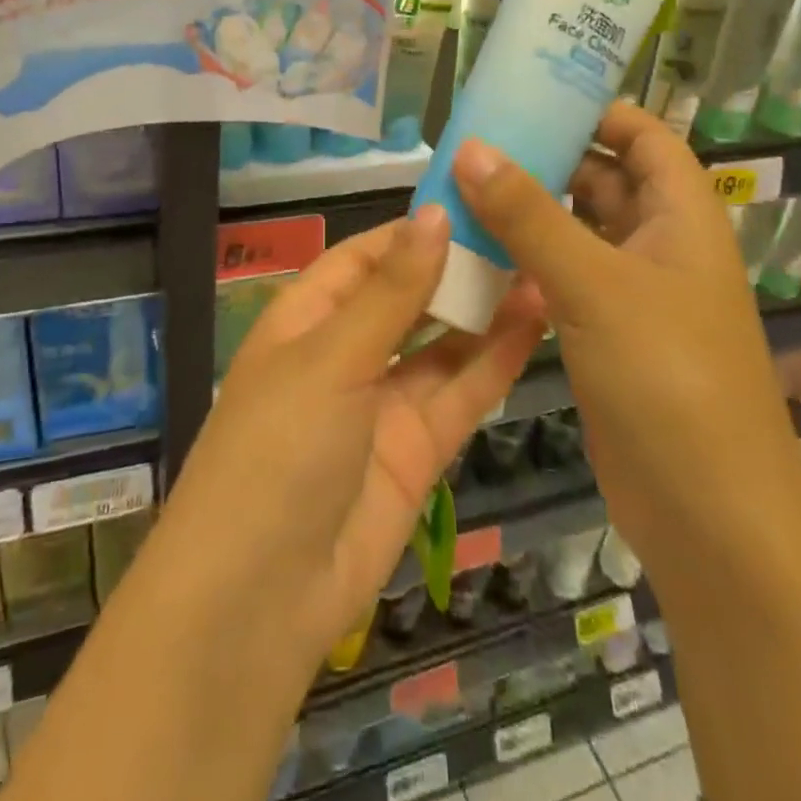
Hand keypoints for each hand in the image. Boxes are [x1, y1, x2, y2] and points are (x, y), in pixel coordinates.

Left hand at [162, 209, 544, 663]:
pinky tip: (536, 322)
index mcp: (305, 319)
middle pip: (406, 298)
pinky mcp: (418, 450)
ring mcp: (383, 404)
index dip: (411, 232)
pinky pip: (460, 394)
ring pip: (441, 345)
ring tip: (540, 265)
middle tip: (520, 228)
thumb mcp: (331, 358)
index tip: (468, 202)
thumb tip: (433, 214)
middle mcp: (344, 354)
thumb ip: (391, 292)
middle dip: (455, 268)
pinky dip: (495, 360)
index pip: (362, 258)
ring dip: (484, 310)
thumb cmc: (278, 449)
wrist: (260, 599)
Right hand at [450, 102, 799, 540]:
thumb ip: (529, 216)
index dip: (598, 110)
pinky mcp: (605, 335)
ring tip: (461, 188)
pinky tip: (474, 254)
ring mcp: (632, 294)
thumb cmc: (668, 378)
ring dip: (529, 212)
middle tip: (476, 141)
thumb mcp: (595, 285)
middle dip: (547, 157)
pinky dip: (525, 261)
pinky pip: (562, 278)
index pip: (645, 137)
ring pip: (576, 231)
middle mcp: (660, 246)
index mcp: (681, 217)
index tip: (532, 96)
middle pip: (604, 179)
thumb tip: (470, 148)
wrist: (709, 514)